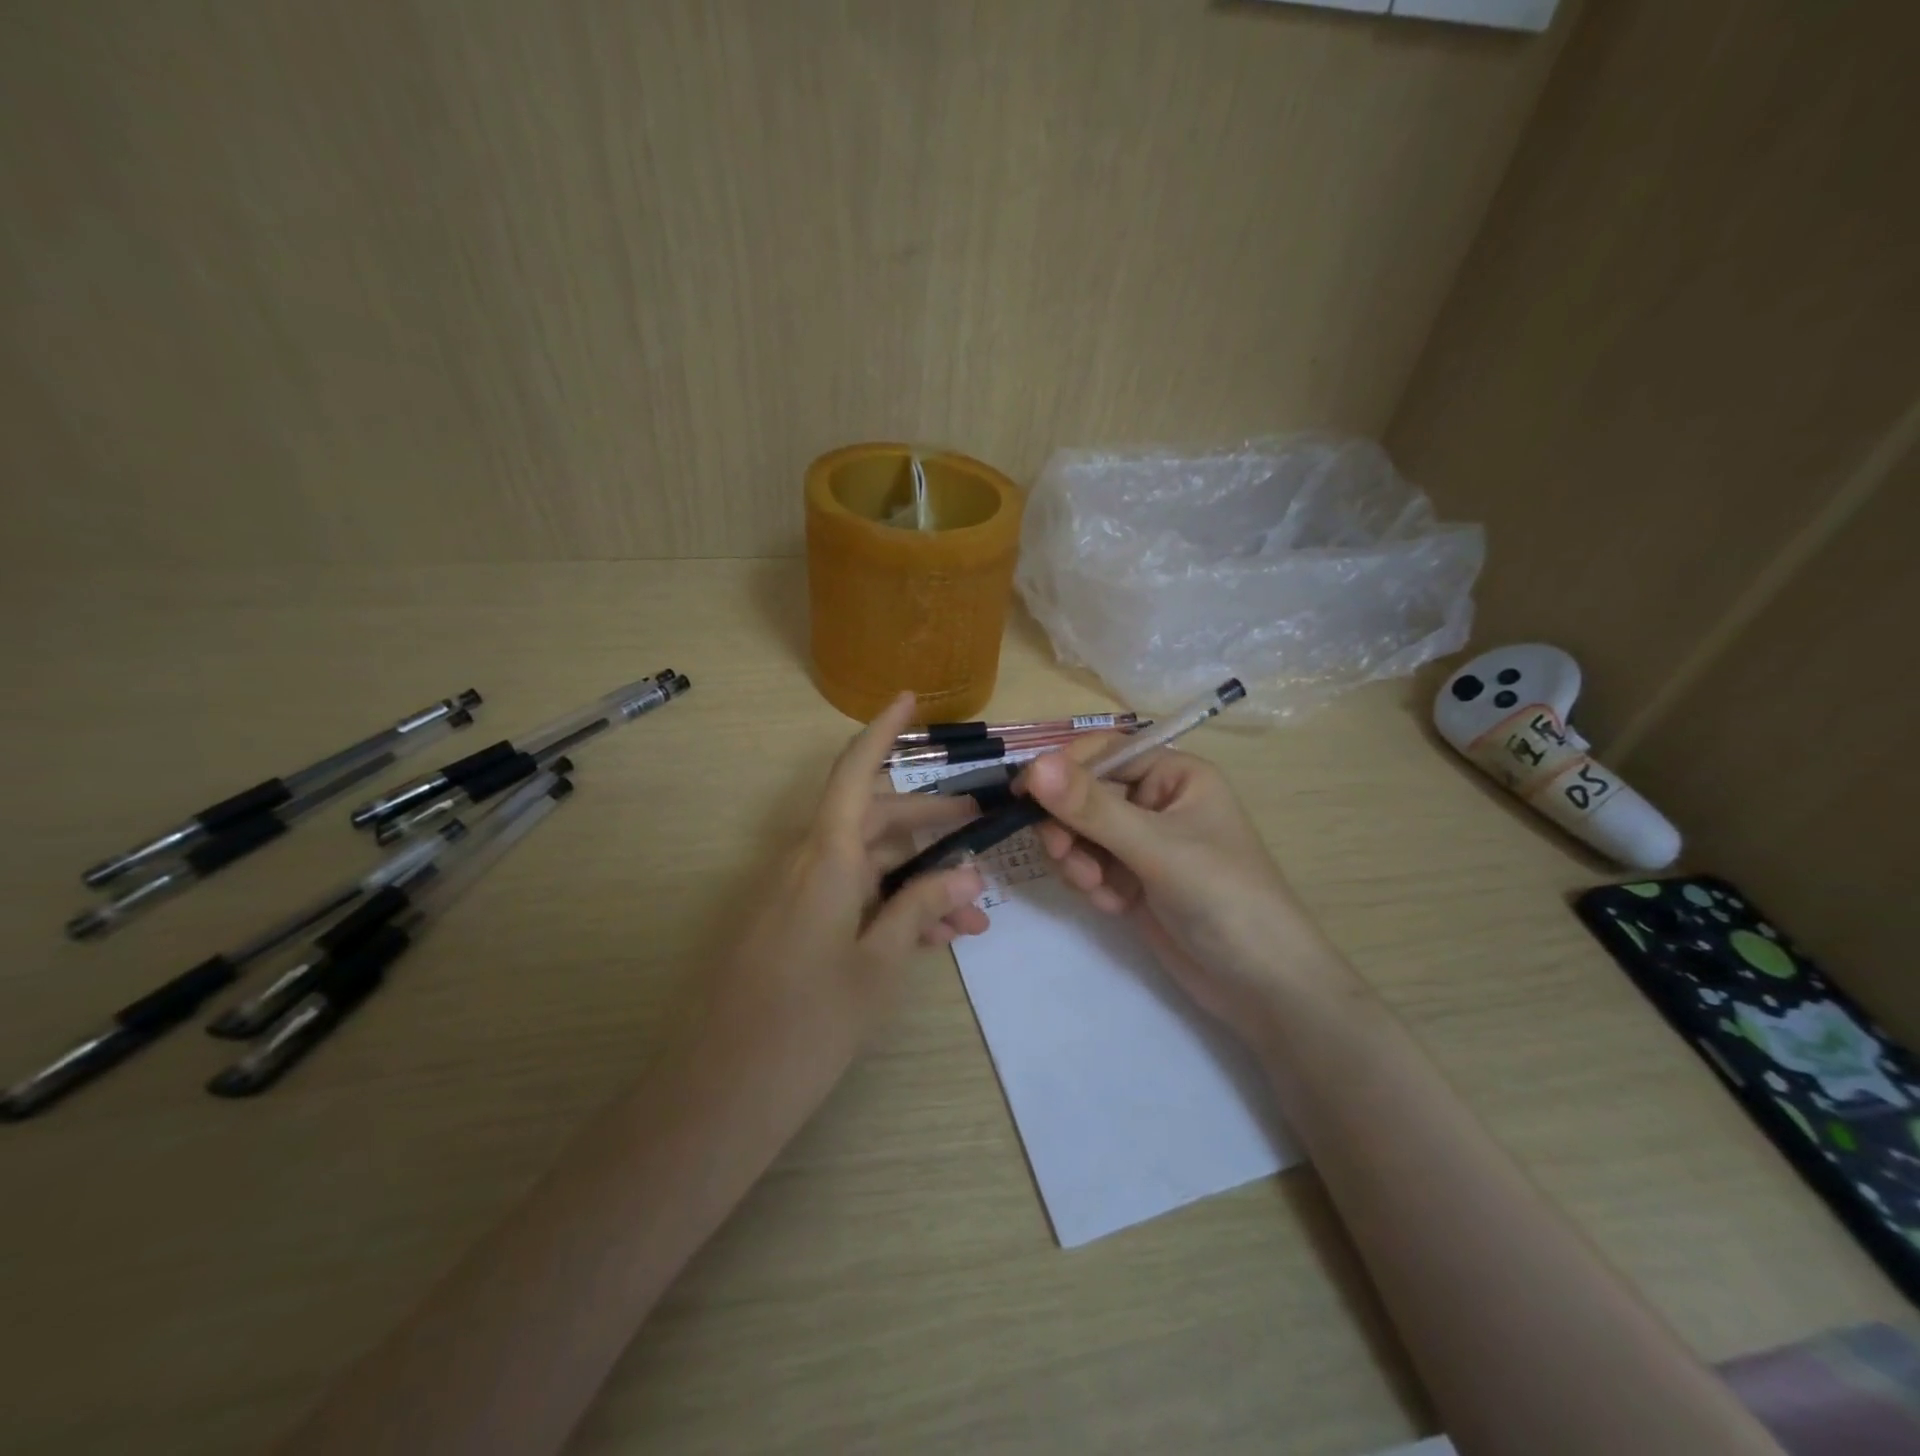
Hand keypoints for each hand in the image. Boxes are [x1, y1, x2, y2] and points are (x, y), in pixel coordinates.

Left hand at [701, 693, 988, 1084]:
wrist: (722, 1092)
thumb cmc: (808, 1022)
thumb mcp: (880, 964)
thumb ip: (921, 908)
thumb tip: (967, 874)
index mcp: (826, 856)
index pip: (855, 772)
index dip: (882, 730)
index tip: (909, 699)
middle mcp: (808, 862)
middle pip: (874, 819)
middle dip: (930, 821)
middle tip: (981, 823)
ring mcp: (798, 895)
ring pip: (869, 865)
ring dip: (919, 880)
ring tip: (974, 914)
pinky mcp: (793, 925)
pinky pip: (850, 898)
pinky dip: (890, 908)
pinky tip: (936, 939)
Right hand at [1022, 740, 1343, 1048]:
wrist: (1262, 986)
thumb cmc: (1224, 898)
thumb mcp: (1157, 848)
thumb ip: (1093, 808)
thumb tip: (1034, 766)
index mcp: (1174, 775)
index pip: (1105, 753)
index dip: (1064, 770)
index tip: (1024, 795)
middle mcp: (1156, 802)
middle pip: (1085, 796)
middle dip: (1071, 827)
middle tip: (1065, 855)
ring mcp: (1143, 844)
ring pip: (1080, 834)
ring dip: (1078, 859)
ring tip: (1098, 888)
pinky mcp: (1133, 880)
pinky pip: (1090, 866)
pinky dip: (1092, 884)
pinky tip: (1115, 906)